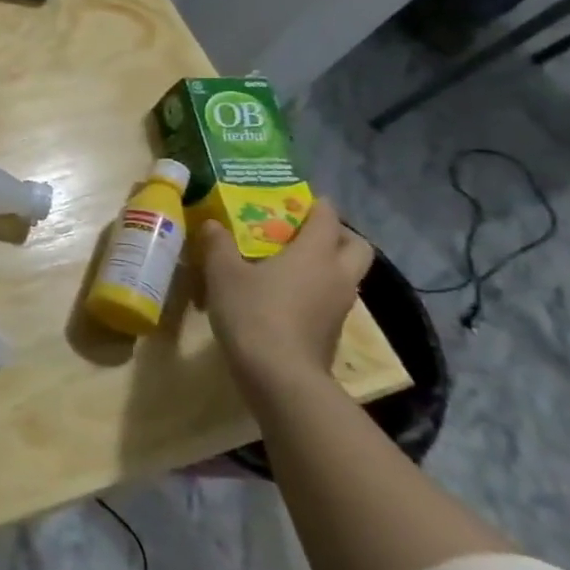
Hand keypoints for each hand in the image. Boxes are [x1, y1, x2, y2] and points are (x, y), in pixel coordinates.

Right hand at [198, 200, 372, 391]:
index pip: (327, 217)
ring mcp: (340, 304)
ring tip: (291, 261)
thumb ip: (219, 244)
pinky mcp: (333, 328)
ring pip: (347, 272)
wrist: (278, 372)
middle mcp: (337, 274)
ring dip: (328, 262)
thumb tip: (213, 223)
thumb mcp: (223, 273)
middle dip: (336, 233)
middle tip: (303, 231)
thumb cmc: (252, 311)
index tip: (299, 197)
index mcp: (315, 253)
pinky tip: (287, 292)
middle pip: (356, 244)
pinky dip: (318, 287)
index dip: (316, 204)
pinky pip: (333, 295)